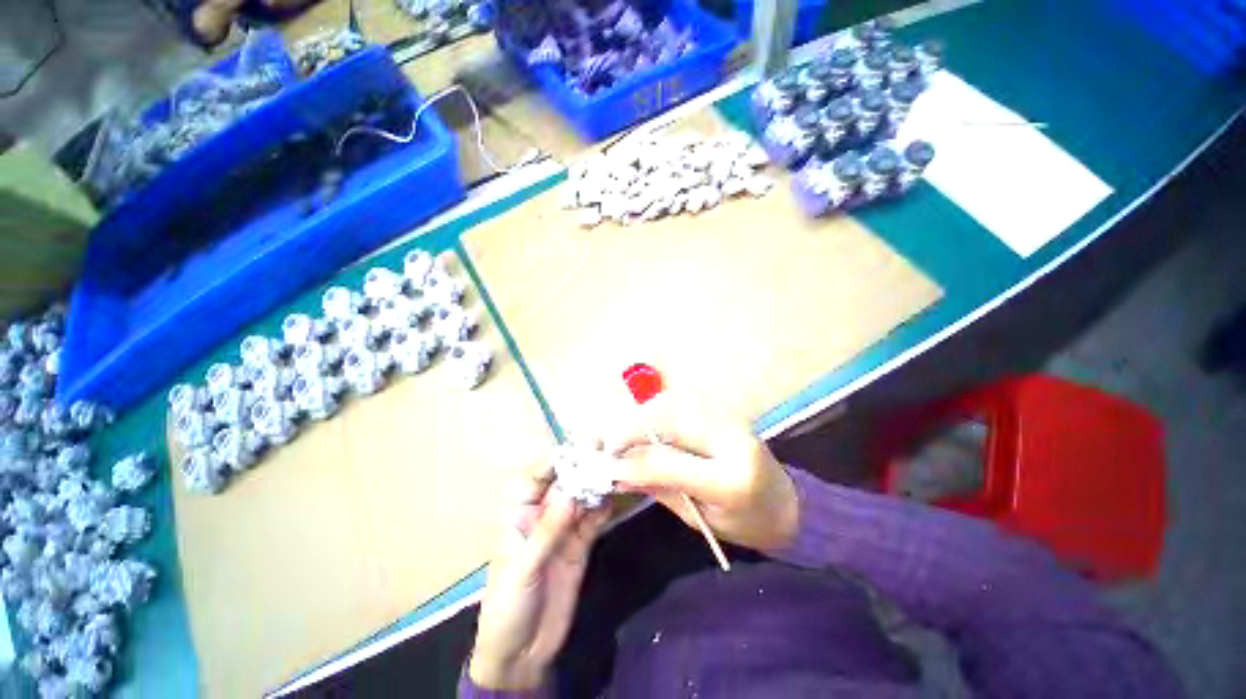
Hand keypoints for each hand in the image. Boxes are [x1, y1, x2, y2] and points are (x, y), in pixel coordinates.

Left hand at [469, 458, 610, 689]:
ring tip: (614, 468)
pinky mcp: (580, 545)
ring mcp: (563, 530)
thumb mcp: (522, 568)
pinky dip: (603, 509)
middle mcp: (542, 515)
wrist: (521, 653)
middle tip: (603, 449)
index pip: (536, 479)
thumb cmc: (507, 606)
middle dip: (581, 467)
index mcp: (519, 515)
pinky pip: (593, 521)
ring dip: (595, 484)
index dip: (555, 461)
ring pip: (581, 499)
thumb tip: (571, 494)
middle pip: (563, 484)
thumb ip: (547, 532)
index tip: (577, 446)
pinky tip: (614, 497)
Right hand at [606, 396, 798, 553]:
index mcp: (730, 479)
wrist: (788, 503)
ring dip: (641, 419)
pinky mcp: (723, 411)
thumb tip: (619, 471)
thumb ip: (660, 489)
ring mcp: (728, 418)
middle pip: (667, 420)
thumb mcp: (699, 518)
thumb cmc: (746, 523)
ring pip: (671, 406)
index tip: (607, 465)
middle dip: (631, 430)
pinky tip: (646, 430)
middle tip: (610, 447)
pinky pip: (681, 406)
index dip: (631, 459)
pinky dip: (656, 415)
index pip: (668, 461)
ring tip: (624, 439)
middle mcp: (730, 437)